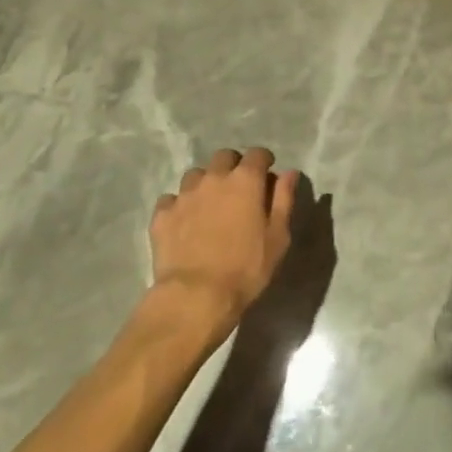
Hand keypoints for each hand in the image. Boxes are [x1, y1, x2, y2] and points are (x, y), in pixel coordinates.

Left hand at [149, 148, 298, 337]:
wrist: (195, 297)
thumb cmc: (245, 269)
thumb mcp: (277, 238)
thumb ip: (284, 199)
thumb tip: (289, 172)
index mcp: (245, 180)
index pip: (257, 154)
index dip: (263, 161)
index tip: (266, 174)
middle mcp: (214, 178)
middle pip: (224, 157)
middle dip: (233, 166)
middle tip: (238, 189)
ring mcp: (185, 194)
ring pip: (196, 175)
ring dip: (205, 183)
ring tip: (209, 205)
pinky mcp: (162, 214)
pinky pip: (171, 199)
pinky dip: (179, 205)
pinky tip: (183, 222)